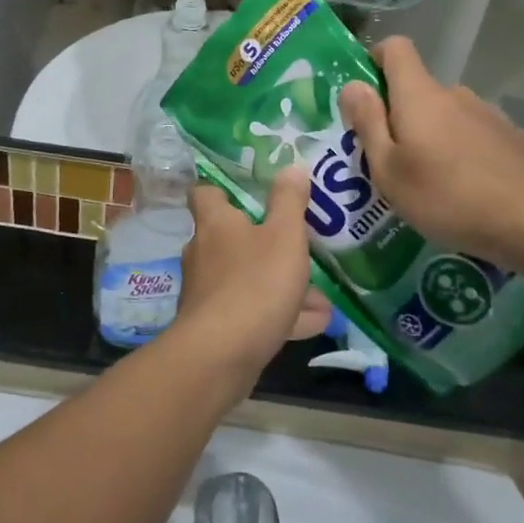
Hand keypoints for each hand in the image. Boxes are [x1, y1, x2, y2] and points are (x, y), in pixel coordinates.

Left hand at [172, 171, 332, 395]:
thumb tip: (291, 166)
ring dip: (280, 284)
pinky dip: (279, 315)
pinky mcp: (215, 326)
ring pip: (247, 279)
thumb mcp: (284, 236)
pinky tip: (314, 322)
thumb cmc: (254, 283)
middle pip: (232, 238)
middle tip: (298, 245)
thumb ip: (290, 201)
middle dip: (266, 243)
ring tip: (320, 294)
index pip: (204, 192)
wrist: (221, 356)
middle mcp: (203, 252)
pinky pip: (251, 312)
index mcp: (214, 222)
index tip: (248, 190)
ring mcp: (207, 292)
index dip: (223, 188)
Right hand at [339, 37, 523, 265]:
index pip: (396, 48)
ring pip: (449, 115)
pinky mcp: (514, 138)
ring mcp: (490, 114)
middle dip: (402, 116)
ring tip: (433, 182)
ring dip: (435, 135)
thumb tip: (352, 85)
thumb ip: (368, 122)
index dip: (376, 60)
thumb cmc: (445, 196)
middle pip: (419, 90)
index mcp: (419, 95)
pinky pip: (477, 135)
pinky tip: (470, 188)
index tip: (367, 94)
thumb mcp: (388, 168)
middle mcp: (456, 94)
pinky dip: (465, 152)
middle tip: (393, 161)